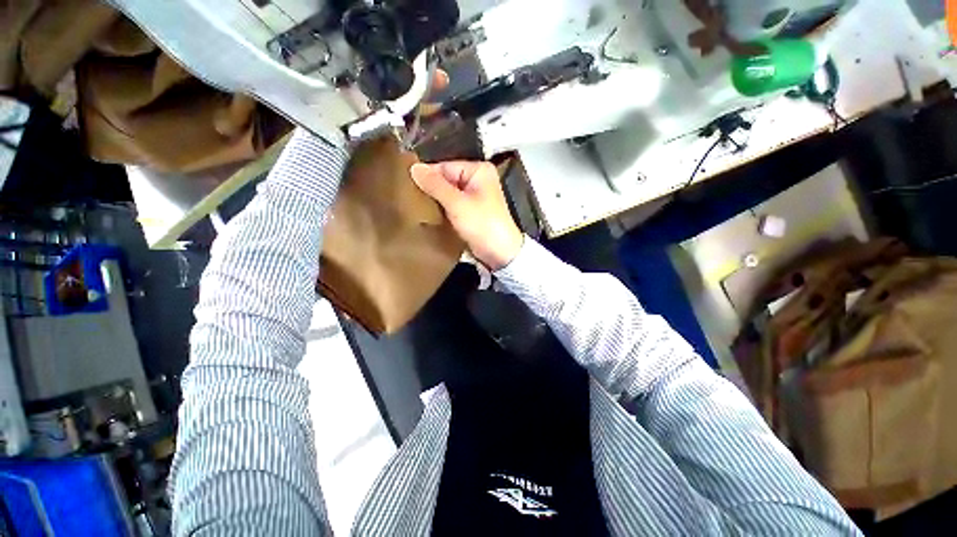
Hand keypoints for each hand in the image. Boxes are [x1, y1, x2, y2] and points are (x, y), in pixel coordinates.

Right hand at [410, 161, 523, 270]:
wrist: (500, 252)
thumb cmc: (482, 224)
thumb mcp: (457, 203)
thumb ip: (435, 185)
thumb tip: (413, 167)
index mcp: (479, 170)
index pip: (446, 166)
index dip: (427, 175)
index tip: (406, 184)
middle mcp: (478, 179)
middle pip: (447, 179)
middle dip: (430, 188)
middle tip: (409, 196)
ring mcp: (475, 196)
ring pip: (448, 193)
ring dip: (435, 200)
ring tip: (416, 205)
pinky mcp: (471, 211)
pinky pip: (452, 205)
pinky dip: (442, 208)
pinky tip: (428, 213)